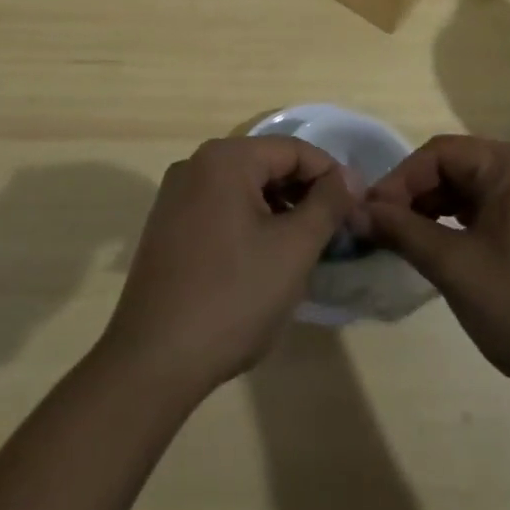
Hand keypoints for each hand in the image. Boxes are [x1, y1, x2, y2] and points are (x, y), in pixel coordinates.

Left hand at [98, 136, 354, 397]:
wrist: (153, 360)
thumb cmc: (233, 297)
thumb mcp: (293, 249)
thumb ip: (327, 204)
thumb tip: (350, 176)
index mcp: (225, 158)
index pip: (293, 149)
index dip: (331, 176)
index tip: (356, 211)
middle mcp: (195, 164)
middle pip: (266, 164)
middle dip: (304, 194)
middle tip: (335, 233)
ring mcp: (175, 195)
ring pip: (243, 188)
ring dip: (278, 210)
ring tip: (304, 250)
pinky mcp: (166, 226)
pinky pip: (220, 208)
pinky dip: (249, 223)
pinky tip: (264, 260)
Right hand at [364, 135, 509, 398]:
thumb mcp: (456, 267)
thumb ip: (402, 231)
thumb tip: (355, 211)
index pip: (438, 153)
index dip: (398, 181)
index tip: (367, 215)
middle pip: (454, 167)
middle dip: (414, 195)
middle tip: (381, 229)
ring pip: (470, 188)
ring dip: (433, 210)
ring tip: (403, 240)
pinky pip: (490, 207)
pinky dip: (459, 223)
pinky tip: (440, 248)